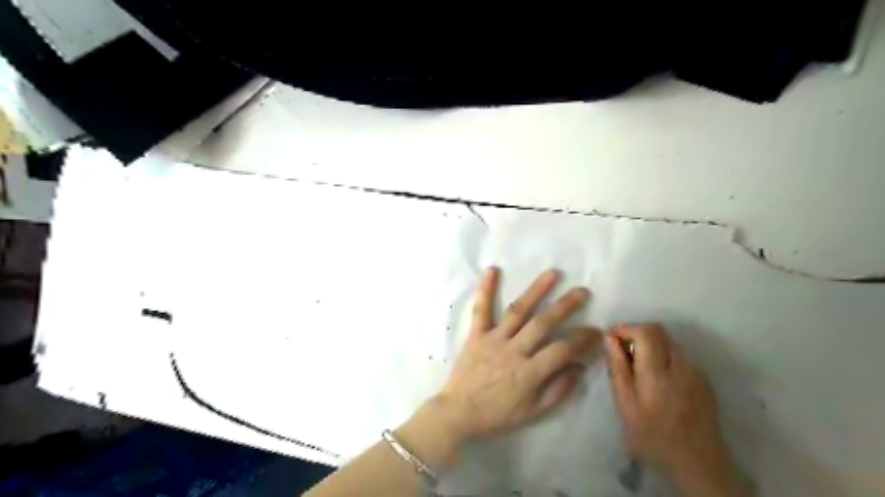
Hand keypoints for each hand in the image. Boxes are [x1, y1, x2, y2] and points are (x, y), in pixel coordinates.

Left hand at [435, 267, 601, 441]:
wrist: (458, 412)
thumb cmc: (497, 415)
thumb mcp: (533, 413)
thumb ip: (558, 390)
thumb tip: (580, 367)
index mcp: (530, 372)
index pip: (563, 349)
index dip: (582, 339)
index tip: (596, 330)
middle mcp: (514, 350)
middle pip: (543, 323)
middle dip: (565, 306)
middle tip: (582, 291)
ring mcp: (494, 339)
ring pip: (518, 310)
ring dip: (536, 290)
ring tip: (552, 273)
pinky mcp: (476, 334)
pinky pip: (481, 309)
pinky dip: (486, 289)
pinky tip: (492, 270)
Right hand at [605, 325, 741, 496]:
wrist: (699, 465)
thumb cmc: (653, 438)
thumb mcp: (626, 406)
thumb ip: (618, 369)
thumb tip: (609, 338)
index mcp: (658, 374)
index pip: (646, 332)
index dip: (626, 328)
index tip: (611, 337)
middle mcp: (682, 367)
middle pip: (659, 332)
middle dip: (637, 333)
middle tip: (622, 351)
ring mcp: (696, 373)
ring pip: (670, 342)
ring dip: (651, 344)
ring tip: (638, 366)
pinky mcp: (704, 380)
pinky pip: (680, 356)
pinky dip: (664, 356)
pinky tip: (657, 378)